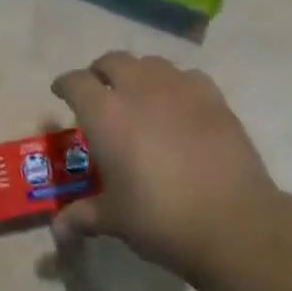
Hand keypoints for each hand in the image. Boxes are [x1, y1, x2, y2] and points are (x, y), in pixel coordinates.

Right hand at [50, 52, 283, 283]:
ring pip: (151, 63)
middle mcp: (139, 90)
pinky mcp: (215, 100)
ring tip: (138, 95)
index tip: (61, 93)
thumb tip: (59, 229)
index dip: (65, 85)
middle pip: (113, 61)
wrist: (232, 222)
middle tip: (99, 92)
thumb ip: (83, 216)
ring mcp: (180, 90)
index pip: (75, 83)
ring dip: (138, 73)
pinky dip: (175, 85)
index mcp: (105, 114)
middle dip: (101, 72)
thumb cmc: (160, 218)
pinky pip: (188, 77)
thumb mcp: (114, 219)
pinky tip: (178, 106)